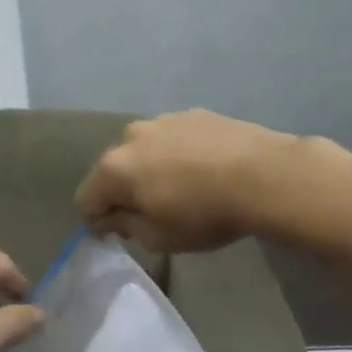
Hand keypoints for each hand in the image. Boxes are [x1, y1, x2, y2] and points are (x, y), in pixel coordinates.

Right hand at [75, 110, 302, 252]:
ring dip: (150, 169)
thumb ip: (126, 227)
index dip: (95, 221)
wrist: (266, 175)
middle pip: (113, 170)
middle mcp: (130, 137)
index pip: (85, 199)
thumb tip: (112, 218)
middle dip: (123, 192)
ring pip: (143, 150)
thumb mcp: (159, 238)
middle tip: (149, 213)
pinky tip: (203, 170)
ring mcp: (162, 120)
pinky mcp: (193, 114)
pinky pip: (172, 138)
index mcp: (114, 169)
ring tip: (180, 188)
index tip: (116, 235)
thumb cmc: (205, 214)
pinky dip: (177, 154)